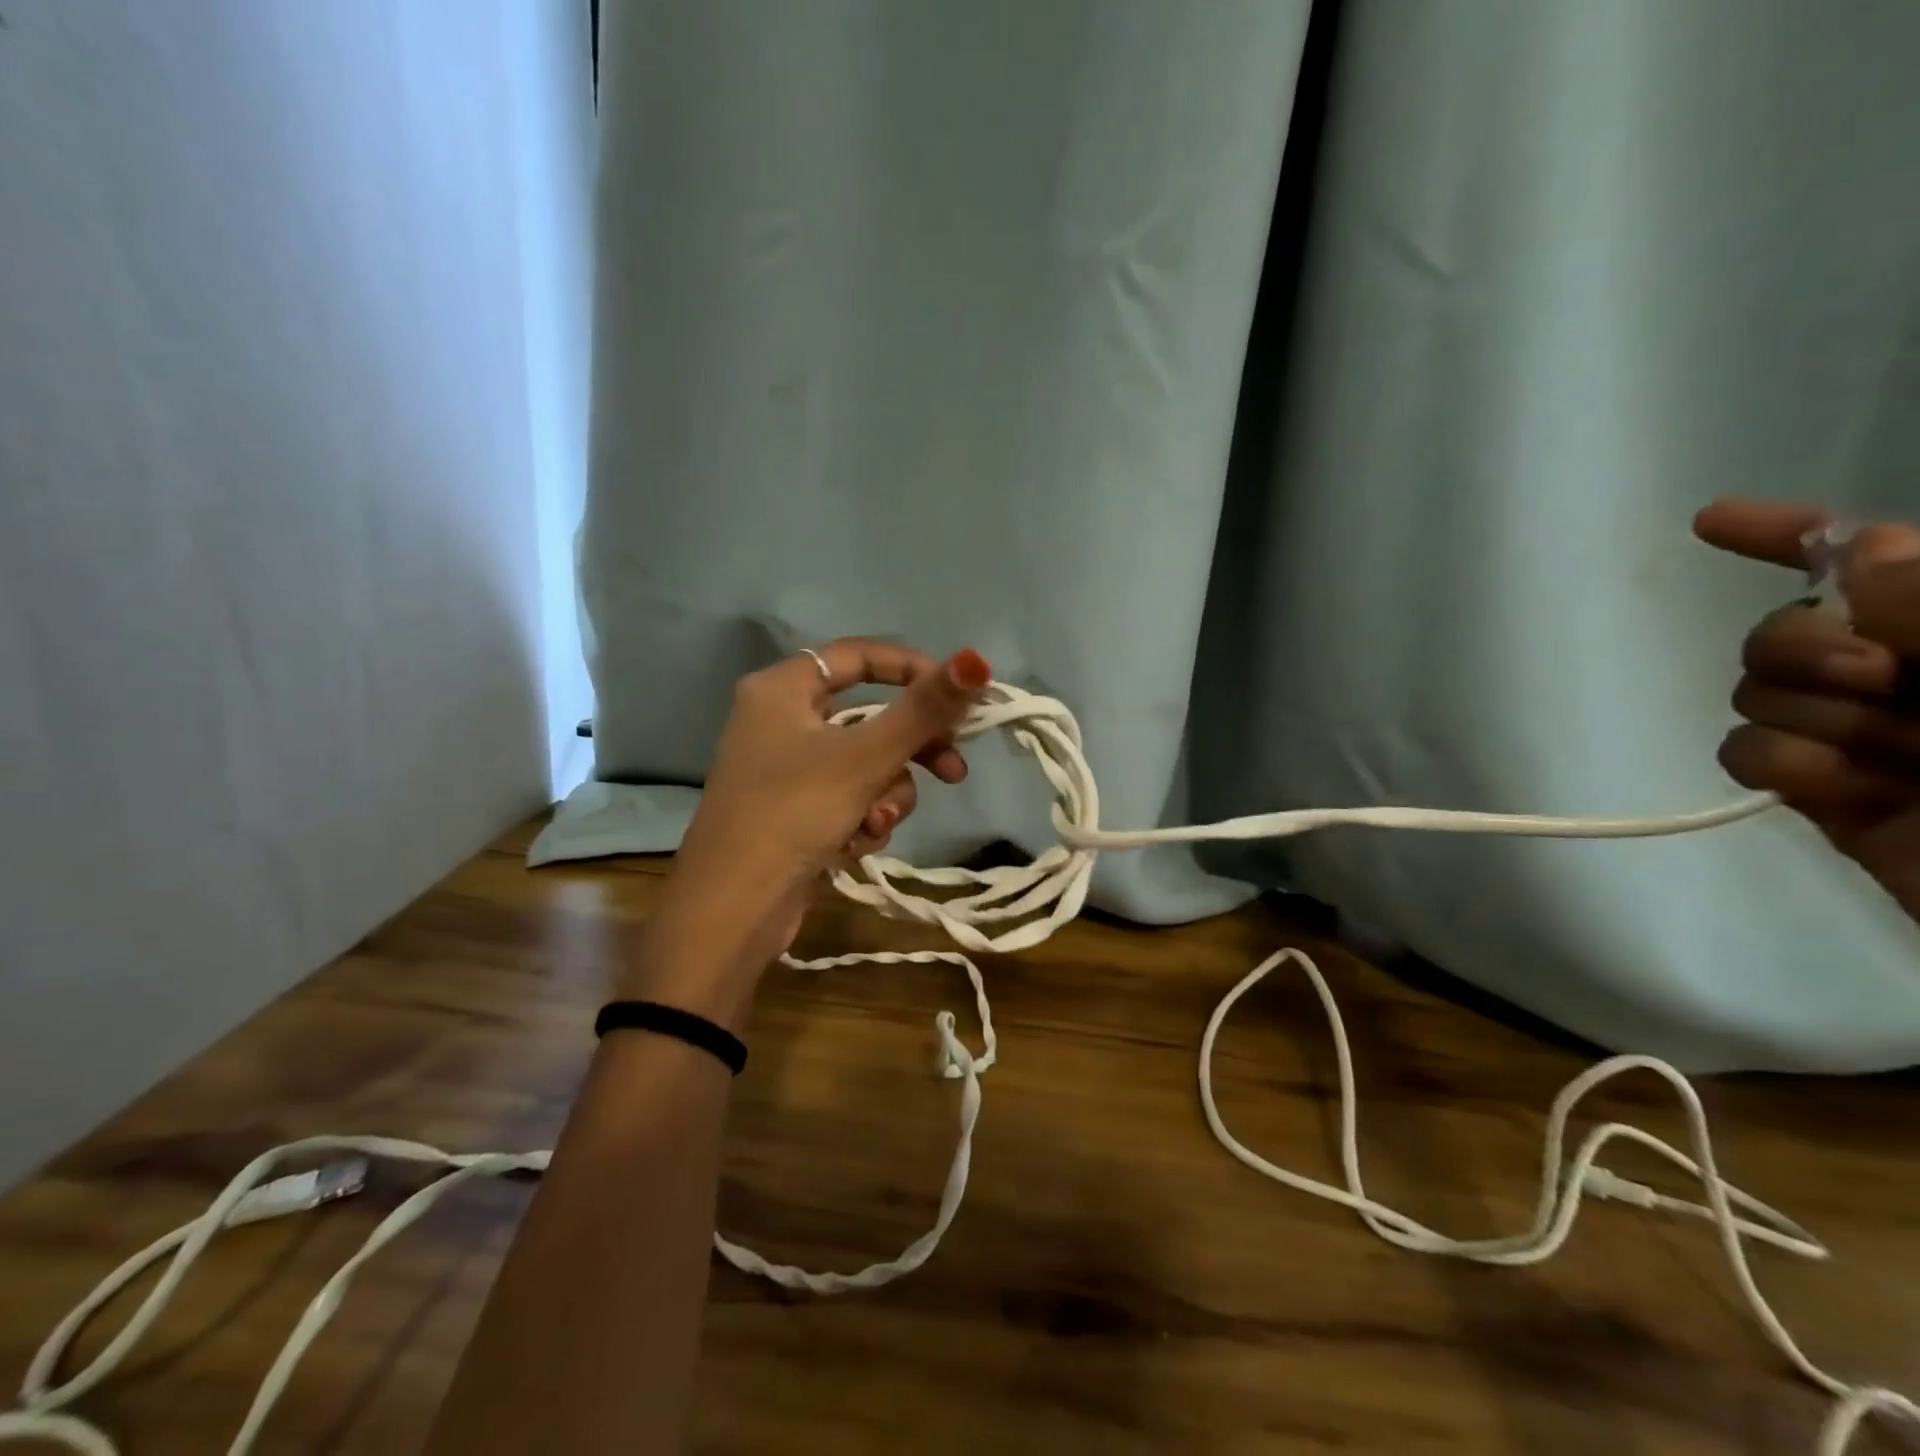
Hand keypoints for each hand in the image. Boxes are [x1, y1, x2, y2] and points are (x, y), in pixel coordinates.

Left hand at [624, 640, 991, 1018]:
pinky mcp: (793, 812)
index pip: (859, 655)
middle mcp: (780, 720)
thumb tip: (977, 659)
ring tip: (873, 827)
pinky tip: (852, 847)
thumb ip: (924, 709)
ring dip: (883, 797)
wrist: (732, 910)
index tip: (958, 699)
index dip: (914, 670)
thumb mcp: (866, 757)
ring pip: (865, 765)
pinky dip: (860, 819)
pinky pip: (848, 798)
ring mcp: (785, 770)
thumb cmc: (794, 813)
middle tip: (954, 772)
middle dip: (911, 751)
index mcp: (782, 689)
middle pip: (870, 717)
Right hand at [1695, 498, 1919, 920]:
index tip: (1710, 521)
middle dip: (1803, 644)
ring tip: (1886, 757)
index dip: (1790, 535)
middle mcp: (1915, 672)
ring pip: (1757, 692)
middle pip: (1784, 627)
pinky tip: (1834, 786)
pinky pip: (1747, 754)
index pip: (1867, 559)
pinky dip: (1779, 765)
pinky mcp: (1824, 794)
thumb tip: (1853, 554)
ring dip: (1808, 715)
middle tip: (1878, 676)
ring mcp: (1866, 736)